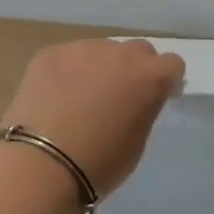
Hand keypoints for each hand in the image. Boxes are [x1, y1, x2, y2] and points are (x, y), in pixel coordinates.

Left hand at [0, 39, 185, 196]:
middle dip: (135, 69)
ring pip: (101, 51)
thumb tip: (134, 100)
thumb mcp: (137, 141)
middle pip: (138, 51)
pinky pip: (68, 57)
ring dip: (100, 68)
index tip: (154, 98)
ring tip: (80, 97)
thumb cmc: (99, 163)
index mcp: (150, 77)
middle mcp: (121, 54)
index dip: (166, 81)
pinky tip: (54, 97)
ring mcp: (83, 49)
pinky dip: (68, 72)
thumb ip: (143, 110)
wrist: (40, 164)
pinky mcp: (50, 53)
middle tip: (119, 97)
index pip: (173, 64)